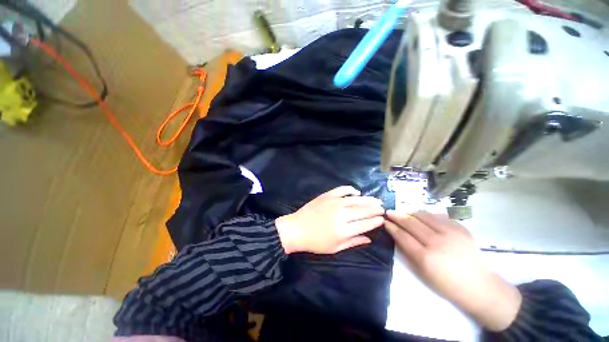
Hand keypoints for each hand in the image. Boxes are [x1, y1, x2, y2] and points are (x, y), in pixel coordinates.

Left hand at [276, 186, 384, 253]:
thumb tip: (369, 239)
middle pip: (363, 210)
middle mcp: (341, 214)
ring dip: (367, 199)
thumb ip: (353, 242)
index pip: (365, 224)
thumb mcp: (335, 248)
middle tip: (382, 207)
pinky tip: (357, 192)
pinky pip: (342, 190)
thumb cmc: (315, 242)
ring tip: (376, 200)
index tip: (382, 218)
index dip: (375, 221)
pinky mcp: (327, 195)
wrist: (297, 229)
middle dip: (375, 208)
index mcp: (344, 230)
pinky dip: (351, 189)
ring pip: (355, 199)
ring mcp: (334, 202)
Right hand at [385, 211, 521, 331]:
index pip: (403, 236)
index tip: (385, 221)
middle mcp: (437, 242)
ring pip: (425, 216)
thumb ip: (408, 252)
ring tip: (405, 213)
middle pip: (411, 223)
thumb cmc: (447, 285)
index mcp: (426, 257)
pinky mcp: (461, 229)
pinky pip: (440, 217)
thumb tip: (398, 235)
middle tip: (389, 212)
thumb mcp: (423, 273)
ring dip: (411, 213)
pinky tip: (424, 217)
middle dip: (397, 216)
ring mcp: (451, 234)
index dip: (392, 227)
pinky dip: (429, 215)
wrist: (480, 287)